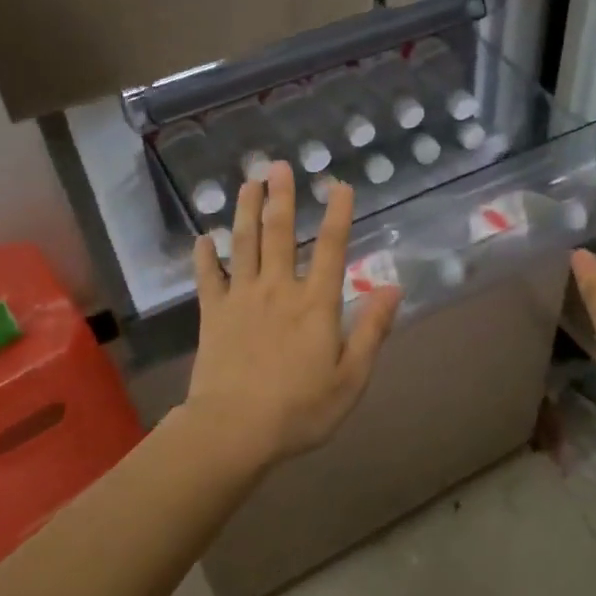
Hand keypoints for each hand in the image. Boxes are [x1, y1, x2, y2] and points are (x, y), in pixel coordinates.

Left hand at [183, 161, 401, 466]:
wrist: (235, 430)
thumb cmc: (300, 410)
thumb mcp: (351, 378)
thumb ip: (372, 330)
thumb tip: (392, 287)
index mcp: (316, 304)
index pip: (332, 249)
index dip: (338, 214)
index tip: (340, 185)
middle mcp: (279, 289)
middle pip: (281, 234)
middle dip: (281, 197)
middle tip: (278, 165)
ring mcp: (242, 298)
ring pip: (243, 244)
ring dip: (245, 211)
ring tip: (246, 183)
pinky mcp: (213, 314)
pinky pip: (208, 278)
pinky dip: (205, 256)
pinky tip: (202, 238)